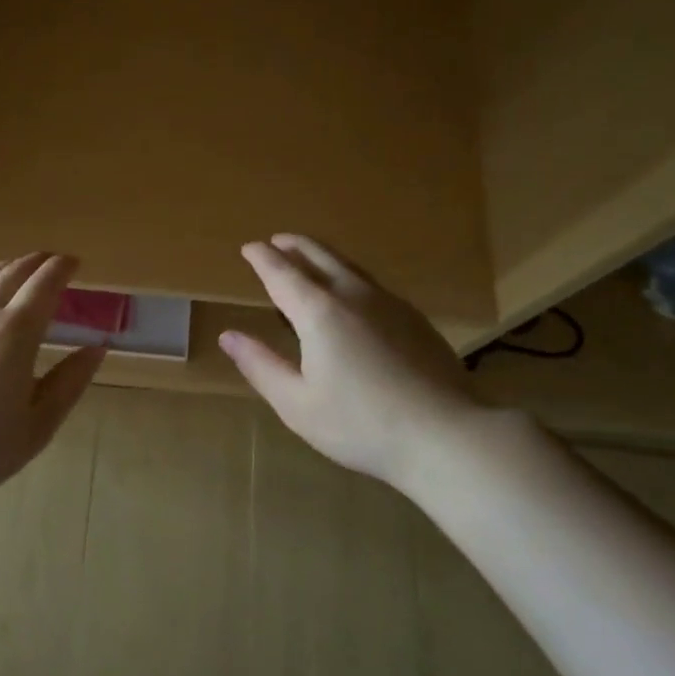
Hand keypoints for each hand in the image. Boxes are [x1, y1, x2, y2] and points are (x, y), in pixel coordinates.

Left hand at [0, 253, 105, 508]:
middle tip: (51, 259)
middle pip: (12, 274)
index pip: (44, 285)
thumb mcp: (38, 424)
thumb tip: (96, 349)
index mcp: (16, 333)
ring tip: (18, 267)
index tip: (75, 262)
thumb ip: (69, 383)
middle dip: (35, 261)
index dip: (61, 268)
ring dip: (5, 268)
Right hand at [219, 234, 484, 486]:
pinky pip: (371, 283)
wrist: (446, 434)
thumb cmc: (361, 424)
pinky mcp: (414, 318)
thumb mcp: (296, 403)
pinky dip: (348, 275)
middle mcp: (353, 295)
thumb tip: (228, 336)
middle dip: (294, 245)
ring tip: (309, 257)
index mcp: (318, 312)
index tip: (249, 248)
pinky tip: (352, 294)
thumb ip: (260, 365)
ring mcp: (389, 303)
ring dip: (322, 256)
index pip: (282, 273)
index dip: (262, 258)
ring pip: (348, 266)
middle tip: (276, 241)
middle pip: (319, 256)